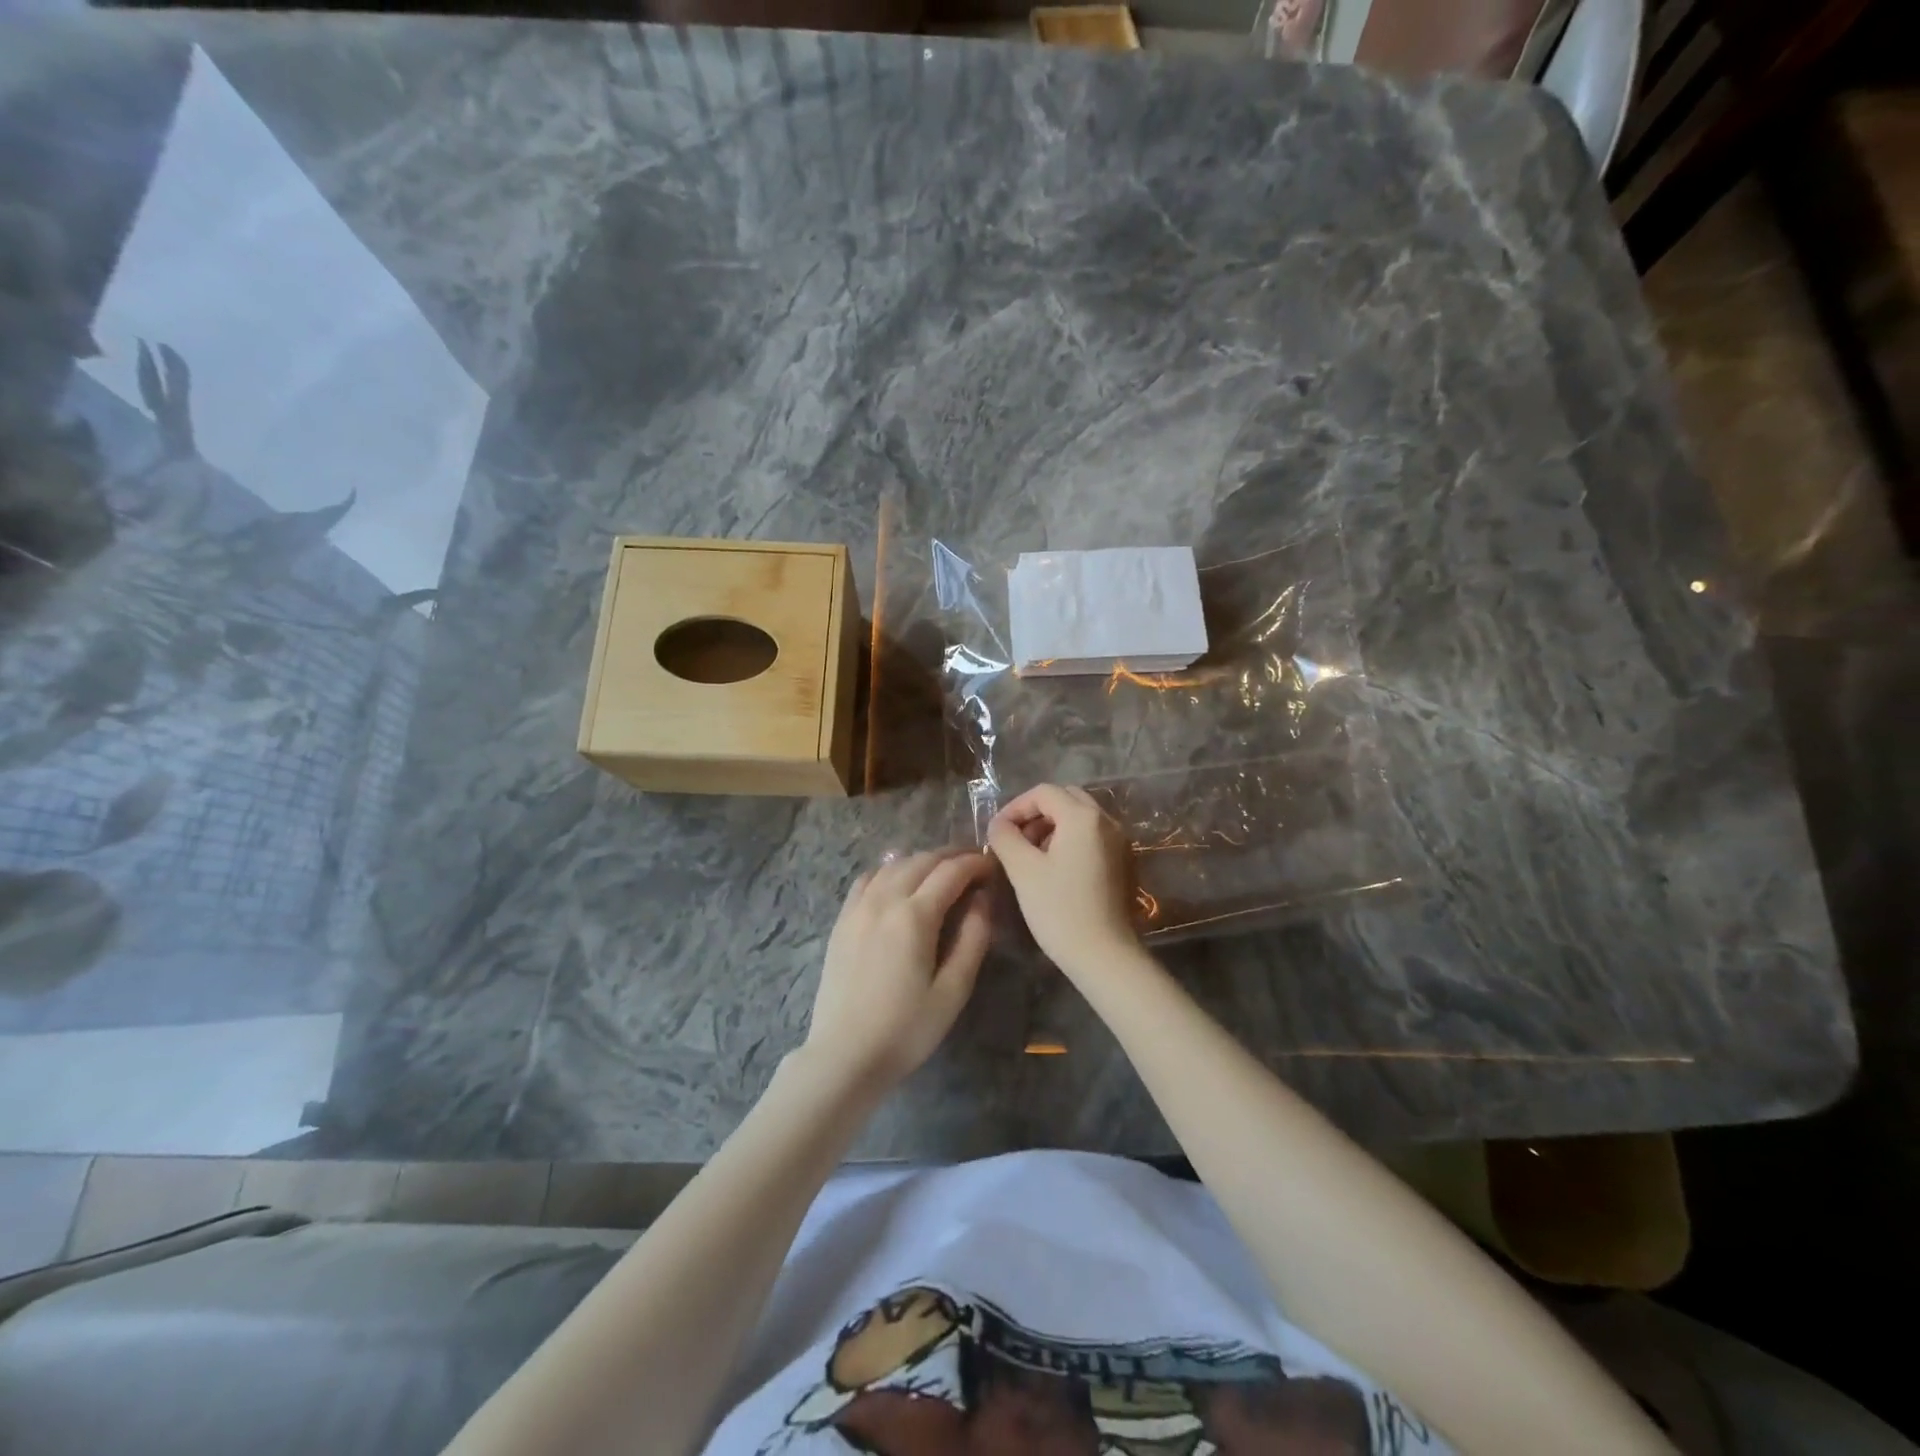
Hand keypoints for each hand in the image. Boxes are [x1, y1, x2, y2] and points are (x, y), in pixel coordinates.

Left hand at [803, 848, 994, 1090]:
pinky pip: (867, 879)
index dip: (976, 863)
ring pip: (894, 865)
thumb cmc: (906, 1029)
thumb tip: (983, 899)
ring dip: (922, 860)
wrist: (844, 1055)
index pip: (951, 871)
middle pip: (922, 860)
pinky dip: (890, 870)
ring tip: (942, 872)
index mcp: (914, 916)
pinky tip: (899, 882)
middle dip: (952, 856)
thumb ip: (973, 938)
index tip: (993, 866)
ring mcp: (857, 908)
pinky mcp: (842, 921)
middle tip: (974, 865)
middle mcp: (884, 900)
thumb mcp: (953, 990)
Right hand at [986, 783, 1137, 972]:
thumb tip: (999, 824)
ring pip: (1080, 817)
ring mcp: (1119, 841)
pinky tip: (1054, 869)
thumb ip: (1005, 837)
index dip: (1015, 807)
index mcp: (1083, 817)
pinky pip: (1092, 836)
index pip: (1043, 793)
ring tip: (1031, 856)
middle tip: (1015, 839)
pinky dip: (1070, 840)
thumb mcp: (1023, 870)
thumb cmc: (1059, 910)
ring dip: (1052, 827)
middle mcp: (1106, 821)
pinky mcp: (1122, 862)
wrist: (1104, 955)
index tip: (997, 831)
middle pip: (1065, 799)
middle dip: (1036, 813)